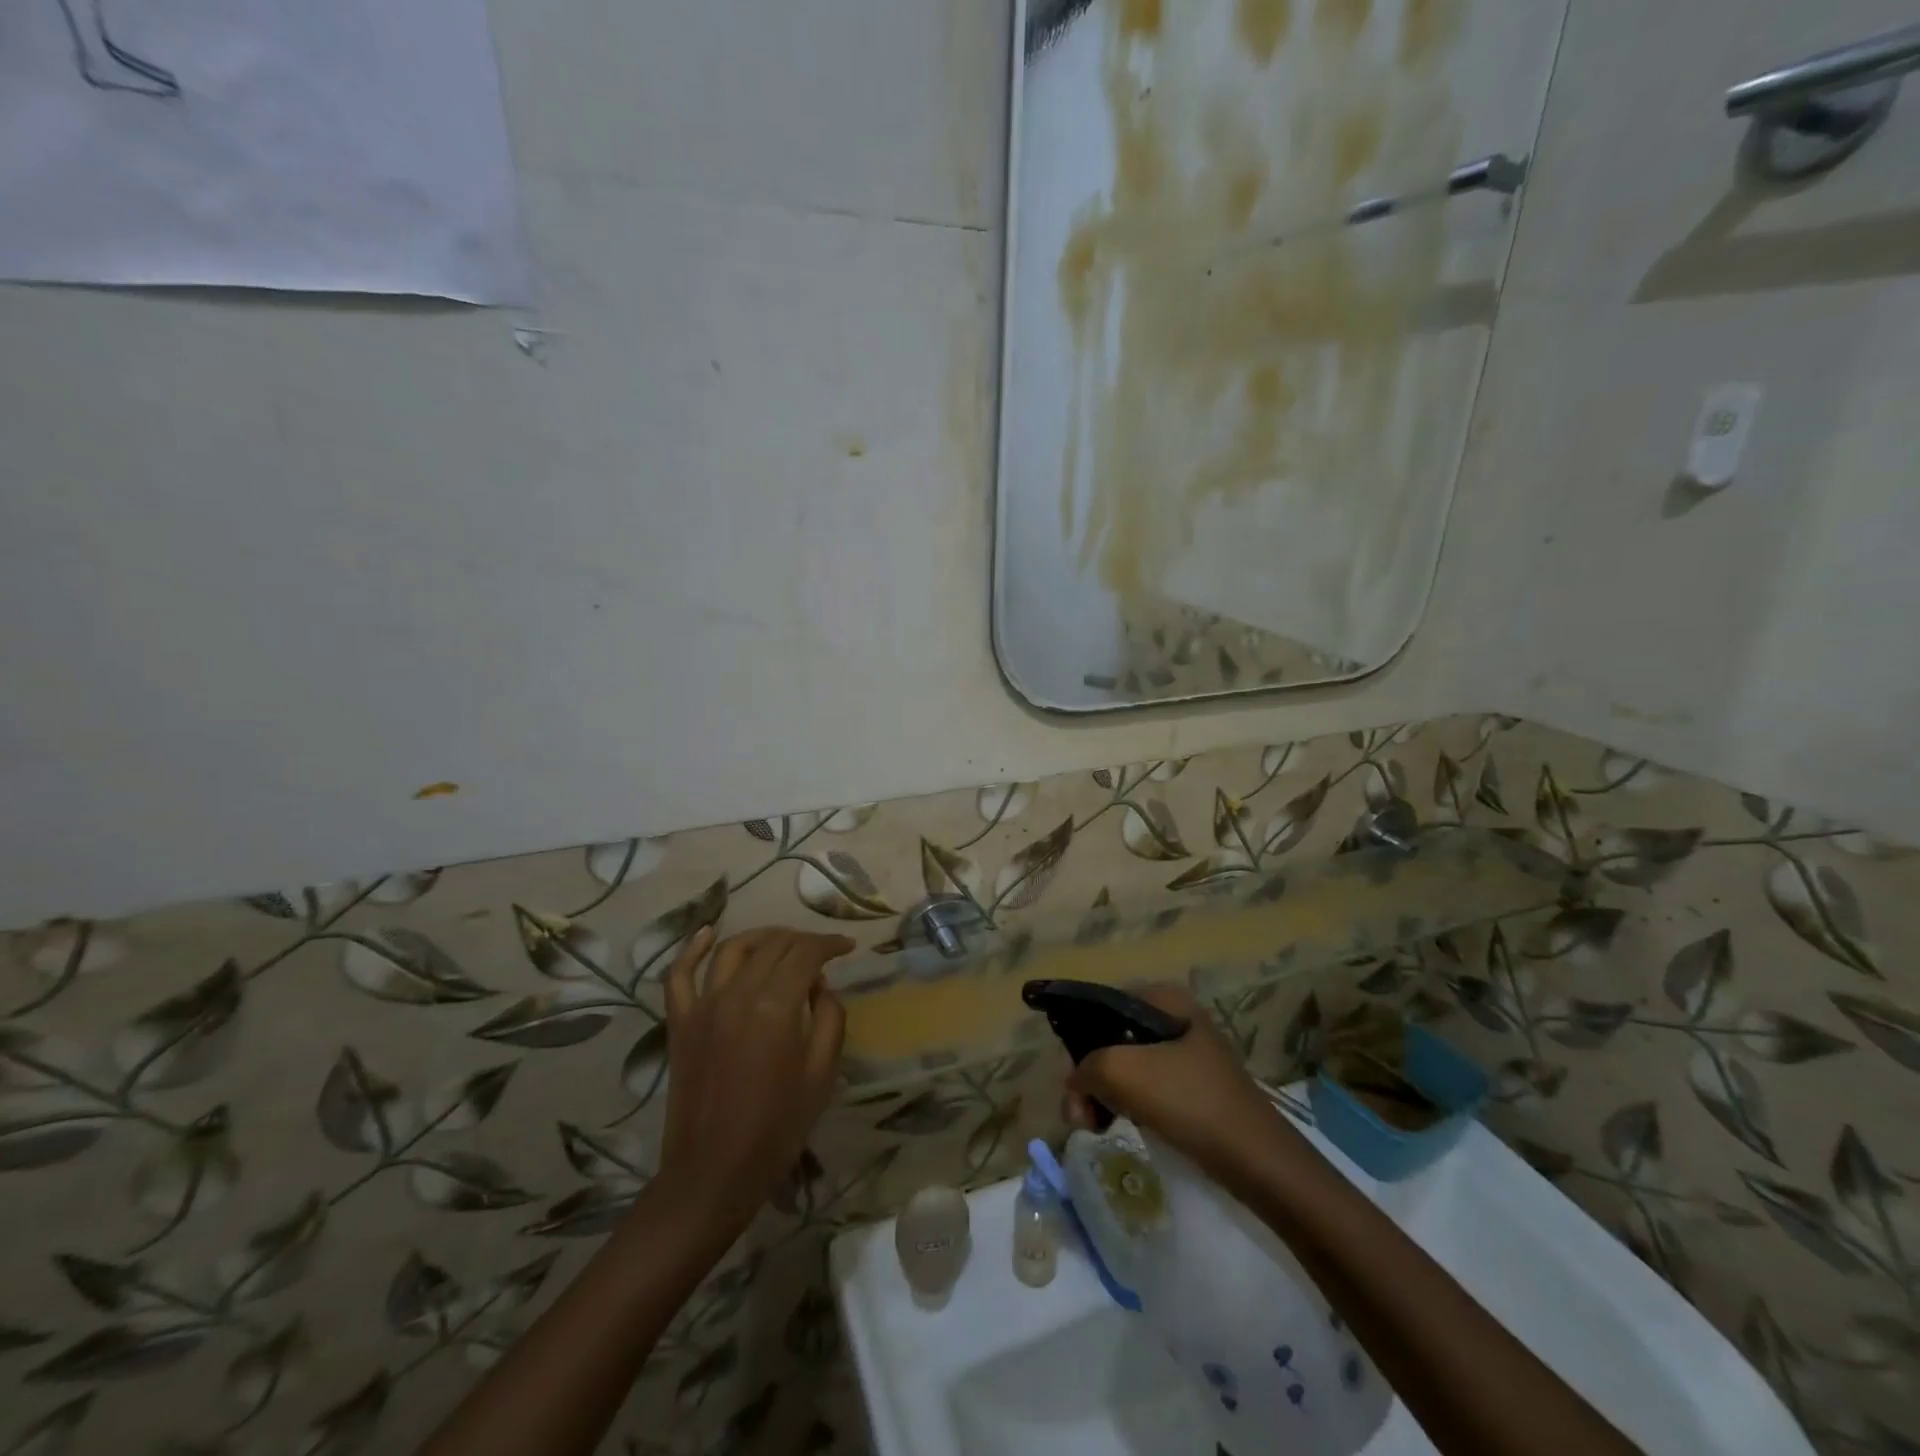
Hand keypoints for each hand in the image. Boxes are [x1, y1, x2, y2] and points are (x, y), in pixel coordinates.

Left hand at [658, 926, 852, 1230]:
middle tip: (821, 951)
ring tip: (782, 941)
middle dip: (802, 940)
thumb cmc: (777, 1127)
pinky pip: (680, 973)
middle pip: (773, 945)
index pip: (806, 953)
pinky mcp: (680, 1021)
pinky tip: (708, 933)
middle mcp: (737, 994)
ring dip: (762, 937)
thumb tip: (819, 985)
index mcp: (776, 1007)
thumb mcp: (822, 1073)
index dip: (829, 943)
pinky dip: (693, 948)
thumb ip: (829, 1017)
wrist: (713, 1173)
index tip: (846, 946)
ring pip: (733, 949)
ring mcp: (703, 1005)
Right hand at [1067, 984, 1282, 1183]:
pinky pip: (1146, 1088)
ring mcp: (1187, 1054)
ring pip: (1127, 1066)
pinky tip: (1119, 1126)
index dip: (1077, 1037)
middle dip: (1089, 1075)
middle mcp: (1175, 1017)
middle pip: (1112, 1038)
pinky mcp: (1194, 1088)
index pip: (1101, 1005)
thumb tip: (1076, 1084)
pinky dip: (1126, 1105)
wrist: (1258, 1160)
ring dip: (1104, 1094)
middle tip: (1079, 1115)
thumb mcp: (1123, 1072)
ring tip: (1093, 1126)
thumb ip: (1085, 1066)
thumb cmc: (1189, 1100)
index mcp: (1164, 998)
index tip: (1070, 1078)